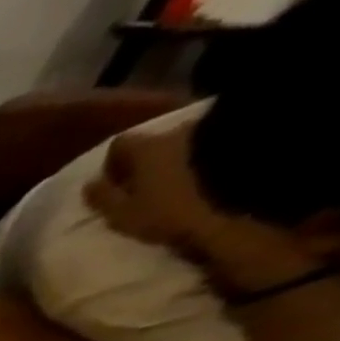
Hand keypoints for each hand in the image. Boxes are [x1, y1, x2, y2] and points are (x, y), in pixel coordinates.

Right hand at [84, 121, 319, 291]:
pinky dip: (210, 158)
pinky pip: (216, 144)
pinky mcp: (245, 132)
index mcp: (144, 148)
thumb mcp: (128, 213)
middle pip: (156, 143)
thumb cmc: (175, 203)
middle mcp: (176, 130)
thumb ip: (106, 200)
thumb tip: (88, 185)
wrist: (251, 180)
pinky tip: (215, 178)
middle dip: (151, 162)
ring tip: (188, 184)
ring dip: (183, 160)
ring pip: (188, 143)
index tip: (115, 183)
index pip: (120, 145)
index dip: (114, 163)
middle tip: (152, 187)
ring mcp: (213, 127)